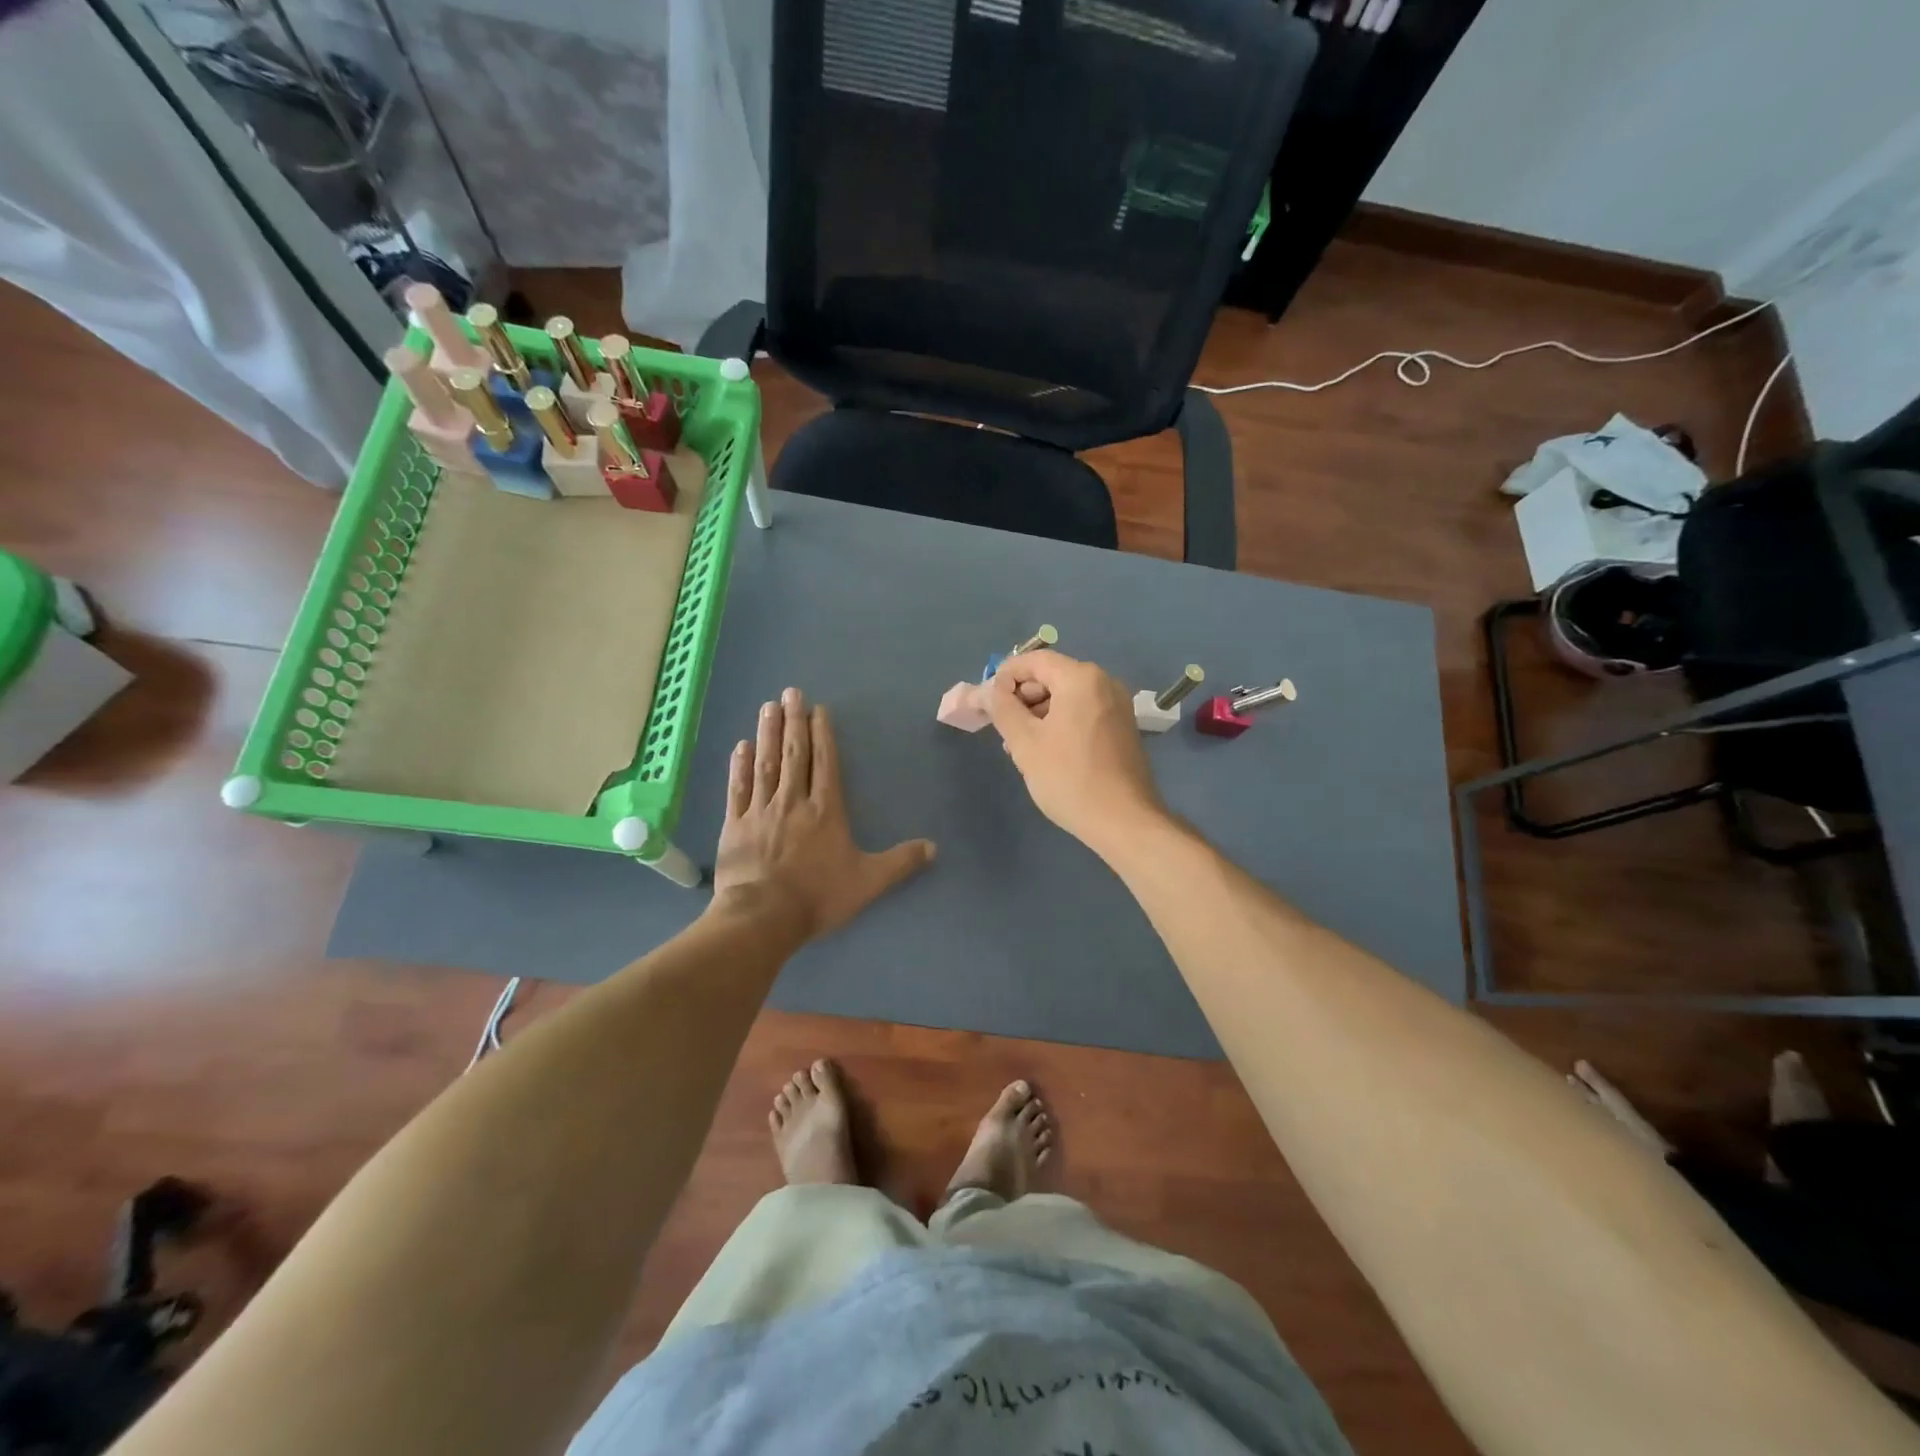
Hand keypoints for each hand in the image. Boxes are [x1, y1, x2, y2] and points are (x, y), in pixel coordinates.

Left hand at [712, 687, 935, 939]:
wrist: (763, 916)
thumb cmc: (818, 896)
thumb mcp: (868, 882)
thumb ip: (900, 863)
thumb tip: (934, 848)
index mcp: (825, 811)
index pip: (825, 763)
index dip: (822, 734)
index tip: (818, 709)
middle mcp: (793, 801)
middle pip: (794, 754)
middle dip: (794, 721)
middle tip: (791, 693)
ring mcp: (760, 810)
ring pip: (765, 764)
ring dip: (768, 734)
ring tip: (768, 707)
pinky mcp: (735, 825)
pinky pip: (737, 789)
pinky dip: (739, 766)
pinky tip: (740, 746)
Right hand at [989, 651, 1166, 854]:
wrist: (1124, 820)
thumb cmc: (1069, 777)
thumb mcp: (1025, 743)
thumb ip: (1002, 709)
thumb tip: (987, 691)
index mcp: (1081, 678)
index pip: (1034, 660)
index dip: (1005, 675)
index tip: (986, 701)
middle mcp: (1104, 682)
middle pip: (1052, 676)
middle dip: (1022, 698)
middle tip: (1002, 728)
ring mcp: (1117, 705)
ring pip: (1067, 697)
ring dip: (1039, 713)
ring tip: (1020, 746)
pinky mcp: (1122, 727)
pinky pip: (1083, 712)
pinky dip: (1061, 722)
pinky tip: (1046, 752)